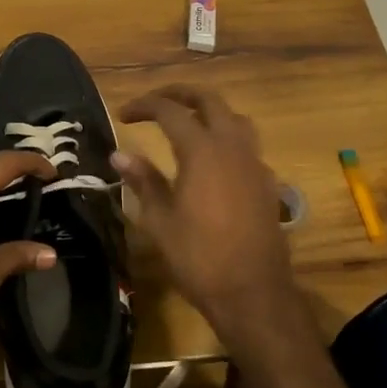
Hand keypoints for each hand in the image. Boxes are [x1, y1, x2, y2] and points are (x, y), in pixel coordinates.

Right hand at [114, 84, 295, 330]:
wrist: (253, 293)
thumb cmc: (199, 257)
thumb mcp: (160, 220)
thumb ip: (143, 180)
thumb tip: (119, 154)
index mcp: (202, 150)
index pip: (170, 111)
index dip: (144, 106)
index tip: (123, 114)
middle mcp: (232, 147)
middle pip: (209, 100)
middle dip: (180, 94)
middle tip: (155, 102)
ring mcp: (254, 164)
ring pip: (234, 118)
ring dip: (209, 112)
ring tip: (186, 123)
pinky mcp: (266, 183)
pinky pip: (246, 145)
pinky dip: (226, 138)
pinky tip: (212, 162)